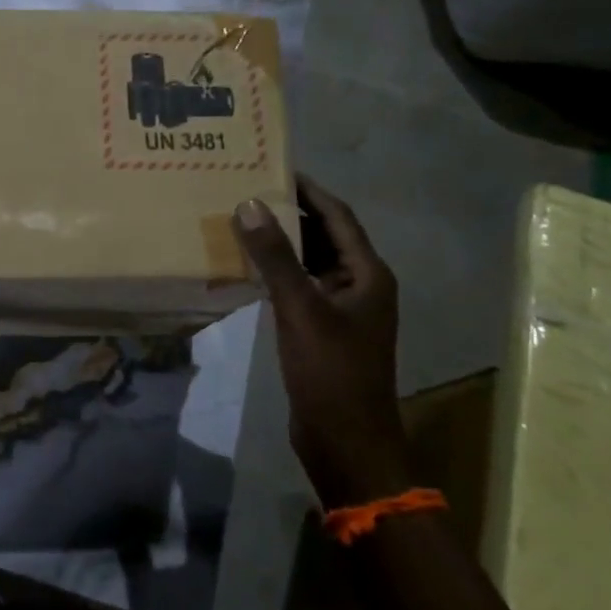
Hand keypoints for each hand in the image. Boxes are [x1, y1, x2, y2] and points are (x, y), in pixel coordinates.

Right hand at [235, 176, 407, 507]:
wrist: (346, 442)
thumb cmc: (331, 372)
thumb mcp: (300, 309)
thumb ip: (275, 257)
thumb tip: (249, 203)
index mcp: (368, 274)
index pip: (338, 216)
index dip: (309, 190)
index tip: (274, 167)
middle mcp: (360, 286)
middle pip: (325, 236)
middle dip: (291, 213)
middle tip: (248, 190)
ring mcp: (342, 310)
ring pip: (311, 263)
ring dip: (282, 244)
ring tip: (242, 221)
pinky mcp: (323, 331)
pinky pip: (300, 288)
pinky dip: (277, 274)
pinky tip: (247, 268)